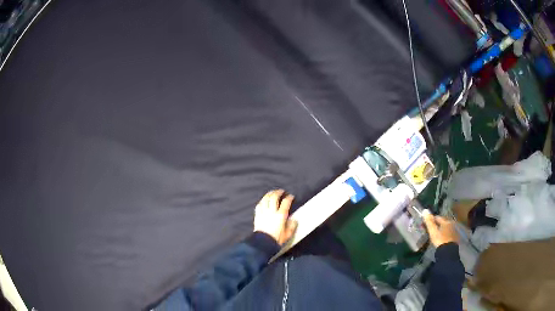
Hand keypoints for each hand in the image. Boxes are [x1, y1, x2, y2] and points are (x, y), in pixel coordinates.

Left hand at [254, 189, 297, 244]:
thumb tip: (294, 220)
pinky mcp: (257, 216)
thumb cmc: (276, 239)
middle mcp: (272, 212)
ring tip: (272, 192)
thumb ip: (292, 226)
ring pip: (265, 199)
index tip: (291, 196)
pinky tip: (263, 200)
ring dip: (269, 194)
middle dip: (278, 192)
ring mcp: (263, 213)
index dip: (289, 198)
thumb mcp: (288, 234)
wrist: (263, 243)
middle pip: (274, 197)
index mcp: (281, 216)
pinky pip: (259, 205)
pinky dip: (262, 201)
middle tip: (281, 191)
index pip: (286, 202)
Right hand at [422, 209, 458, 246]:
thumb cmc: (440, 240)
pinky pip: (448, 233)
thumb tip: (425, 210)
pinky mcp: (455, 237)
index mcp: (446, 221)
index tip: (425, 224)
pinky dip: (445, 234)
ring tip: (435, 235)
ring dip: (441, 229)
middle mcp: (451, 224)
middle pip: (443, 222)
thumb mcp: (433, 231)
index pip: (437, 217)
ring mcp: (454, 231)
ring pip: (446, 228)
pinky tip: (441, 239)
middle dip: (437, 225)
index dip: (431, 220)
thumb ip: (429, 222)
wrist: (448, 251)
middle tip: (431, 230)